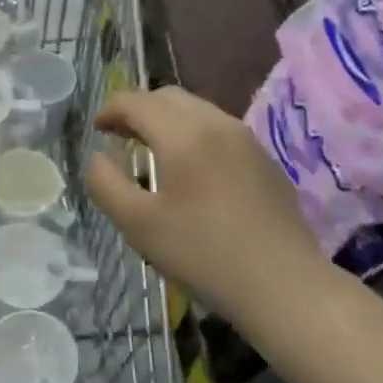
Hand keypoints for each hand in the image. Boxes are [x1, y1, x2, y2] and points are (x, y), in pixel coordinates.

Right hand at [83, 86, 323, 320]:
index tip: (97, 130)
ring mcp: (246, 139)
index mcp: (182, 134)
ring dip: (167, 120)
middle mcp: (216, 123)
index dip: (110, 110)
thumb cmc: (203, 254)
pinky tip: (193, 171)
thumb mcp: (137, 225)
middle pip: (168, 97)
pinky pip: (219, 129)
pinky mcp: (265, 159)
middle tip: (121, 137)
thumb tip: (98, 157)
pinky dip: (195, 134)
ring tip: (154, 151)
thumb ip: (105, 183)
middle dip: (138, 109)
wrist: (284, 286)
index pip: (135, 101)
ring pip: (197, 109)